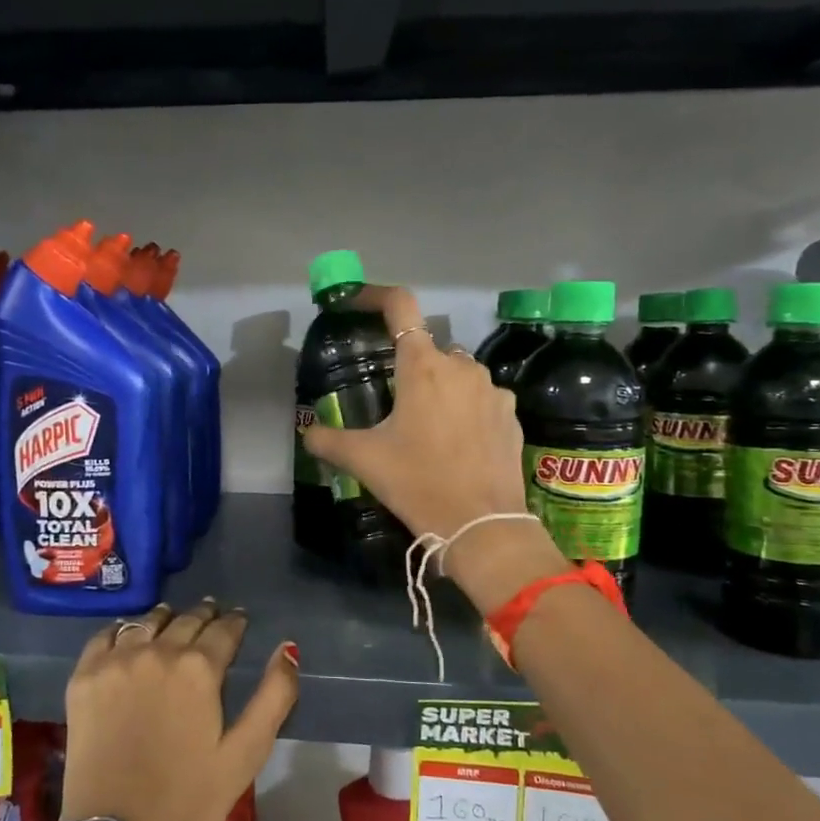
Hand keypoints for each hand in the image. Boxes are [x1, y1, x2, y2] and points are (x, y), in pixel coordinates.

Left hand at [61, 600, 297, 820]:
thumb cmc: (188, 798)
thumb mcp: (246, 754)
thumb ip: (274, 696)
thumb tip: (288, 648)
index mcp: (199, 668)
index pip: (224, 629)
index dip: (235, 622)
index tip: (239, 619)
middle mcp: (157, 651)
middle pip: (186, 619)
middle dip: (204, 615)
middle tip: (211, 614)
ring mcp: (116, 662)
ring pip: (146, 622)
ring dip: (165, 618)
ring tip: (173, 620)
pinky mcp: (84, 677)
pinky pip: (104, 636)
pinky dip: (121, 631)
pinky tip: (128, 637)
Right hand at [300, 284, 562, 612]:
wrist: (482, 524)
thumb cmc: (418, 482)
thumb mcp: (365, 460)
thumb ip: (329, 440)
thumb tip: (308, 435)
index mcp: (422, 366)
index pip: (400, 306)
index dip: (376, 295)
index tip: (359, 301)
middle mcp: (461, 366)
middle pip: (428, 350)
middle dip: (410, 370)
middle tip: (394, 407)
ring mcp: (492, 390)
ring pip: (457, 375)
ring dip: (440, 391)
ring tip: (427, 432)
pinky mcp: (511, 416)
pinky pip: (481, 400)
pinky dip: (466, 411)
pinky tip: (457, 446)